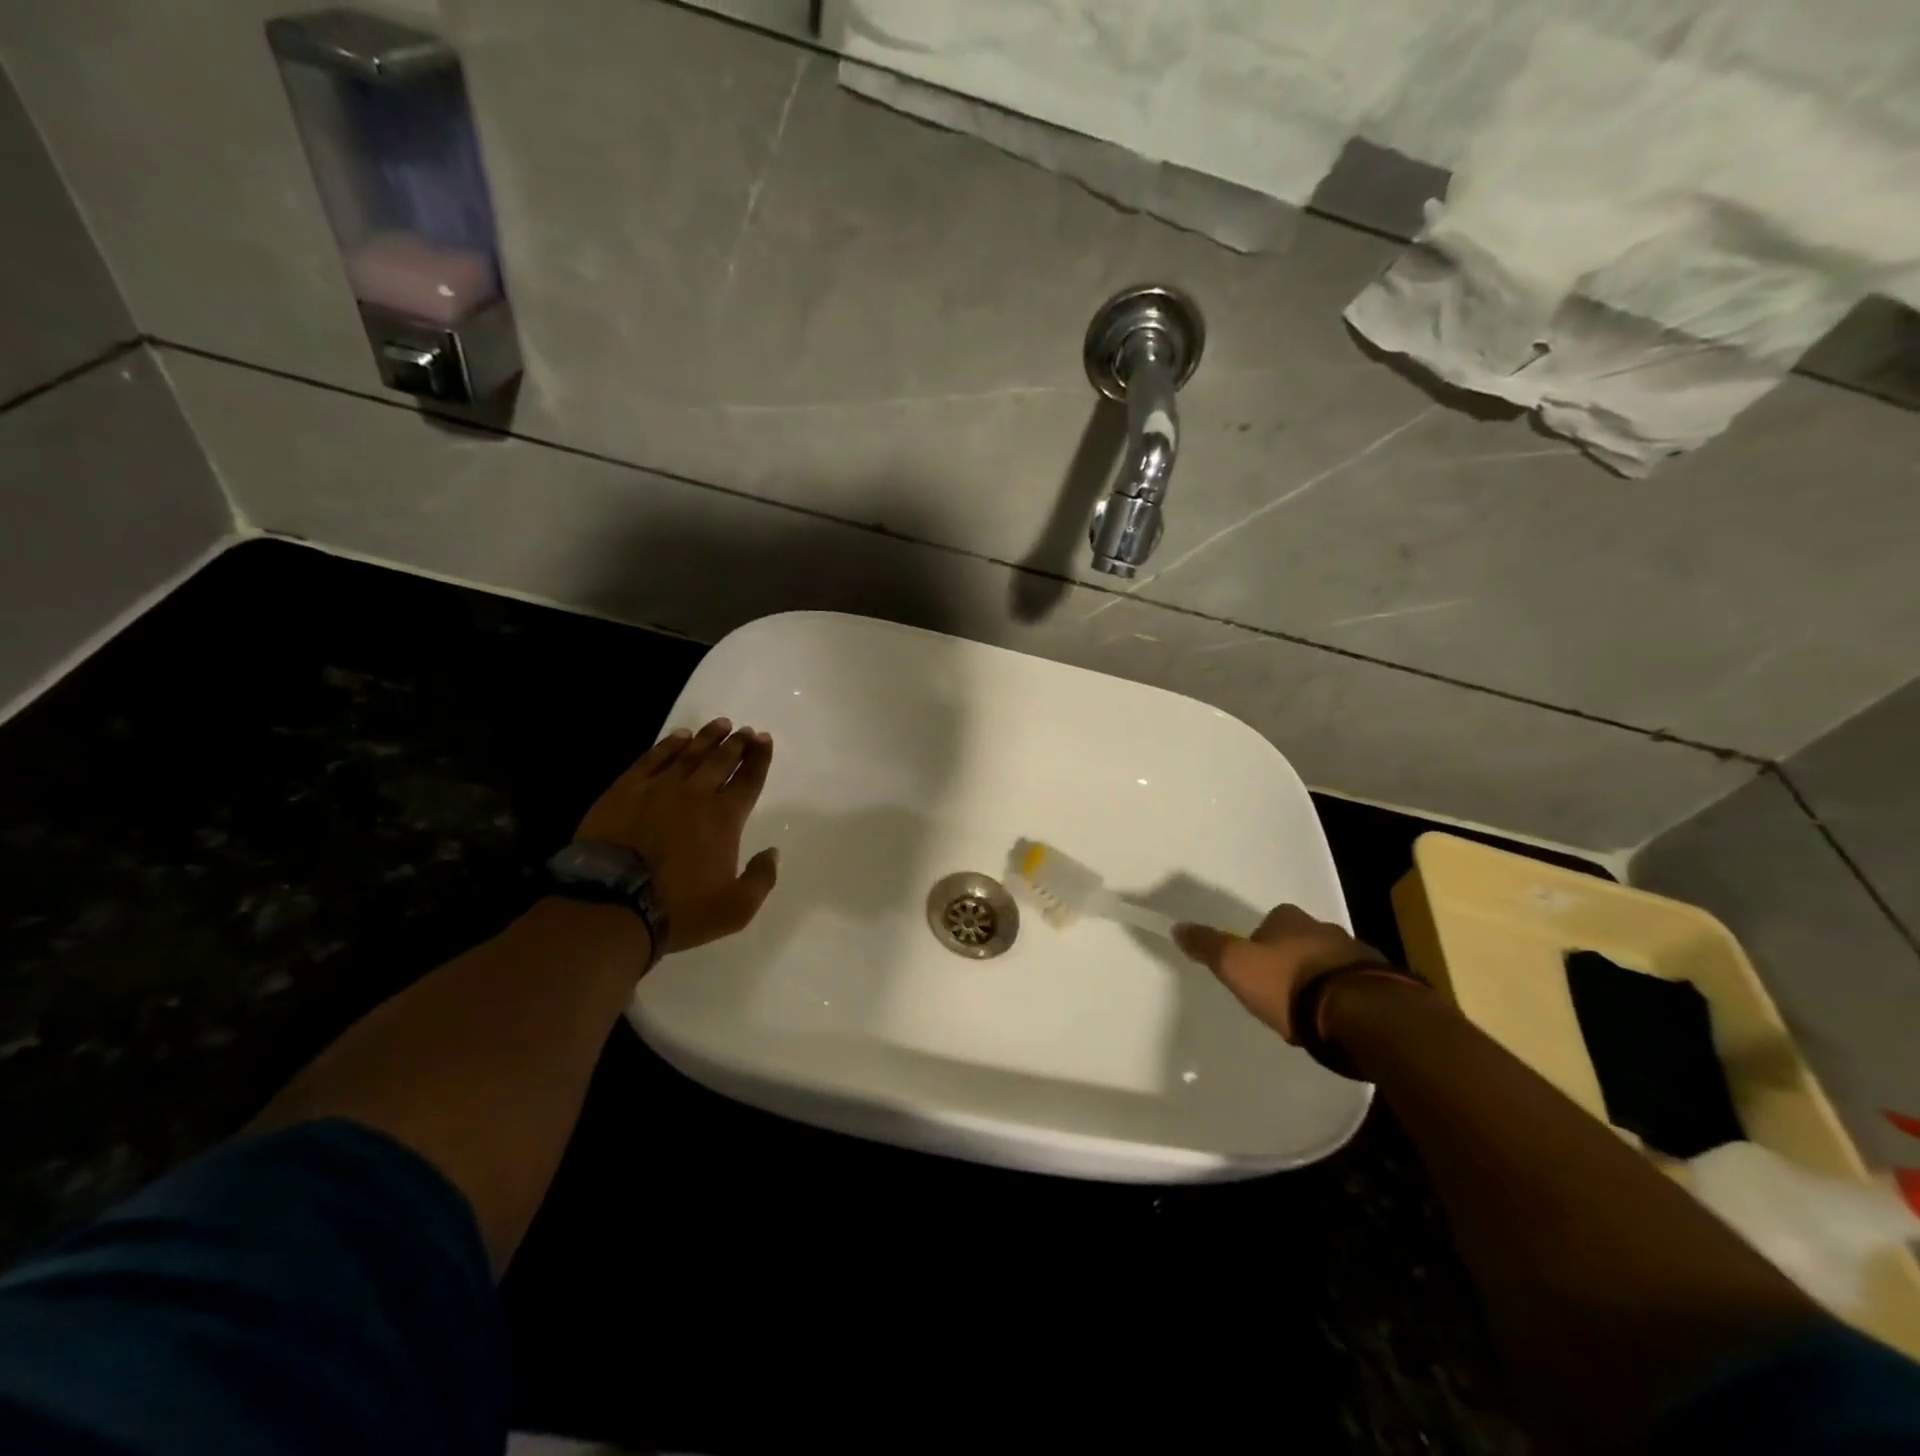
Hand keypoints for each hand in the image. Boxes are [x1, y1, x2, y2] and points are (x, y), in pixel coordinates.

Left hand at [574, 717, 778, 954]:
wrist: (612, 904)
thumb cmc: (679, 909)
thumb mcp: (736, 909)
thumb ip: (761, 879)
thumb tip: (772, 852)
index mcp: (726, 818)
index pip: (749, 780)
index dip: (760, 759)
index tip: (765, 740)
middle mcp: (697, 794)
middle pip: (722, 760)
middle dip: (738, 743)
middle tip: (746, 731)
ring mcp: (659, 788)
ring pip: (691, 753)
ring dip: (708, 738)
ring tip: (720, 724)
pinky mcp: (626, 789)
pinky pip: (653, 758)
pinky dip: (669, 745)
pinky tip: (679, 736)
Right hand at [1173, 904, 1383, 1041]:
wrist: (1360, 1013)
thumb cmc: (1289, 984)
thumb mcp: (1236, 965)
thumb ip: (1208, 946)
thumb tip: (1177, 927)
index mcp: (1290, 919)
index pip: (1269, 923)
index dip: (1259, 944)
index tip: (1254, 970)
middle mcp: (1325, 928)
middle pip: (1300, 941)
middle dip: (1291, 961)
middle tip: (1280, 992)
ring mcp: (1358, 954)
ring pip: (1329, 963)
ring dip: (1320, 980)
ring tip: (1309, 1012)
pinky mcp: (1383, 983)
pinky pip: (1355, 986)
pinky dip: (1343, 997)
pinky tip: (1336, 1020)